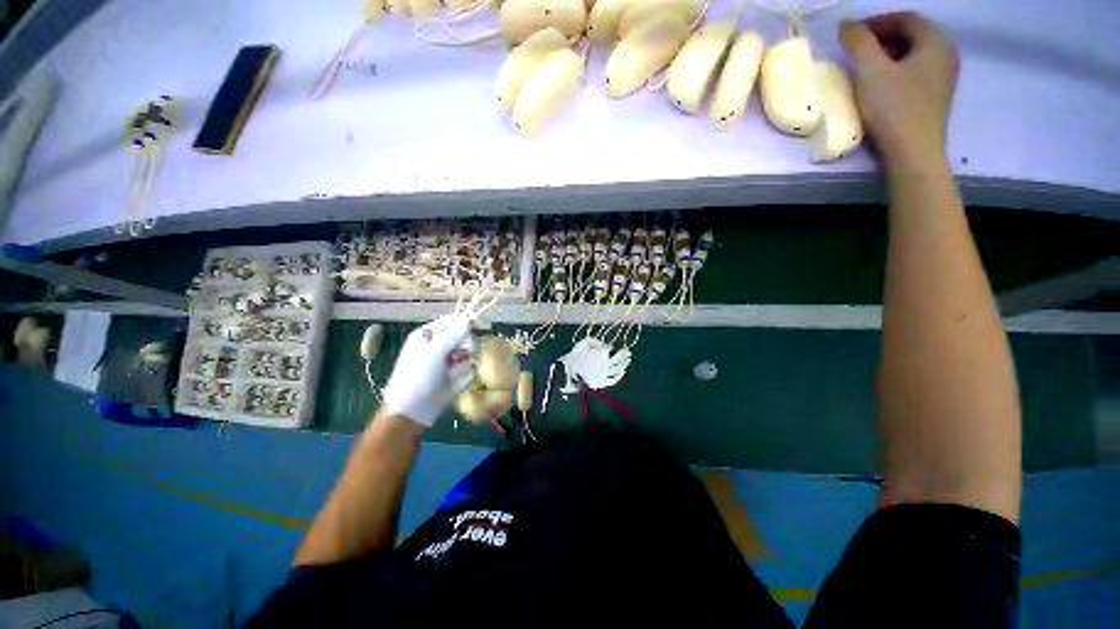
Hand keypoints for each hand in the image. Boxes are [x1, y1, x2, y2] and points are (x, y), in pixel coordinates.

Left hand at [381, 315, 473, 426]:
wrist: (411, 412)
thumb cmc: (418, 376)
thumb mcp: (434, 352)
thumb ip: (453, 334)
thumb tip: (468, 319)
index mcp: (428, 335)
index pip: (451, 321)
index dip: (465, 323)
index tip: (480, 327)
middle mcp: (438, 346)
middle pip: (463, 337)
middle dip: (465, 346)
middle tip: (461, 355)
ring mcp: (446, 363)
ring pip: (468, 354)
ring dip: (465, 363)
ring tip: (454, 373)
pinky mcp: (454, 377)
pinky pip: (468, 370)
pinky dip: (465, 376)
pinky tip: (455, 384)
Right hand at [839, 12, 958, 167]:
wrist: (913, 152)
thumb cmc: (894, 107)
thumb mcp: (871, 71)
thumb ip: (859, 43)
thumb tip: (847, 24)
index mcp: (936, 42)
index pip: (907, 18)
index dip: (877, 21)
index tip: (852, 33)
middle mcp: (947, 54)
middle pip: (913, 35)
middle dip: (883, 38)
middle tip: (857, 50)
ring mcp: (944, 77)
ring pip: (914, 55)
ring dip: (889, 55)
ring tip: (865, 68)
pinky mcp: (936, 97)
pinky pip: (916, 72)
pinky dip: (897, 71)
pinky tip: (880, 85)